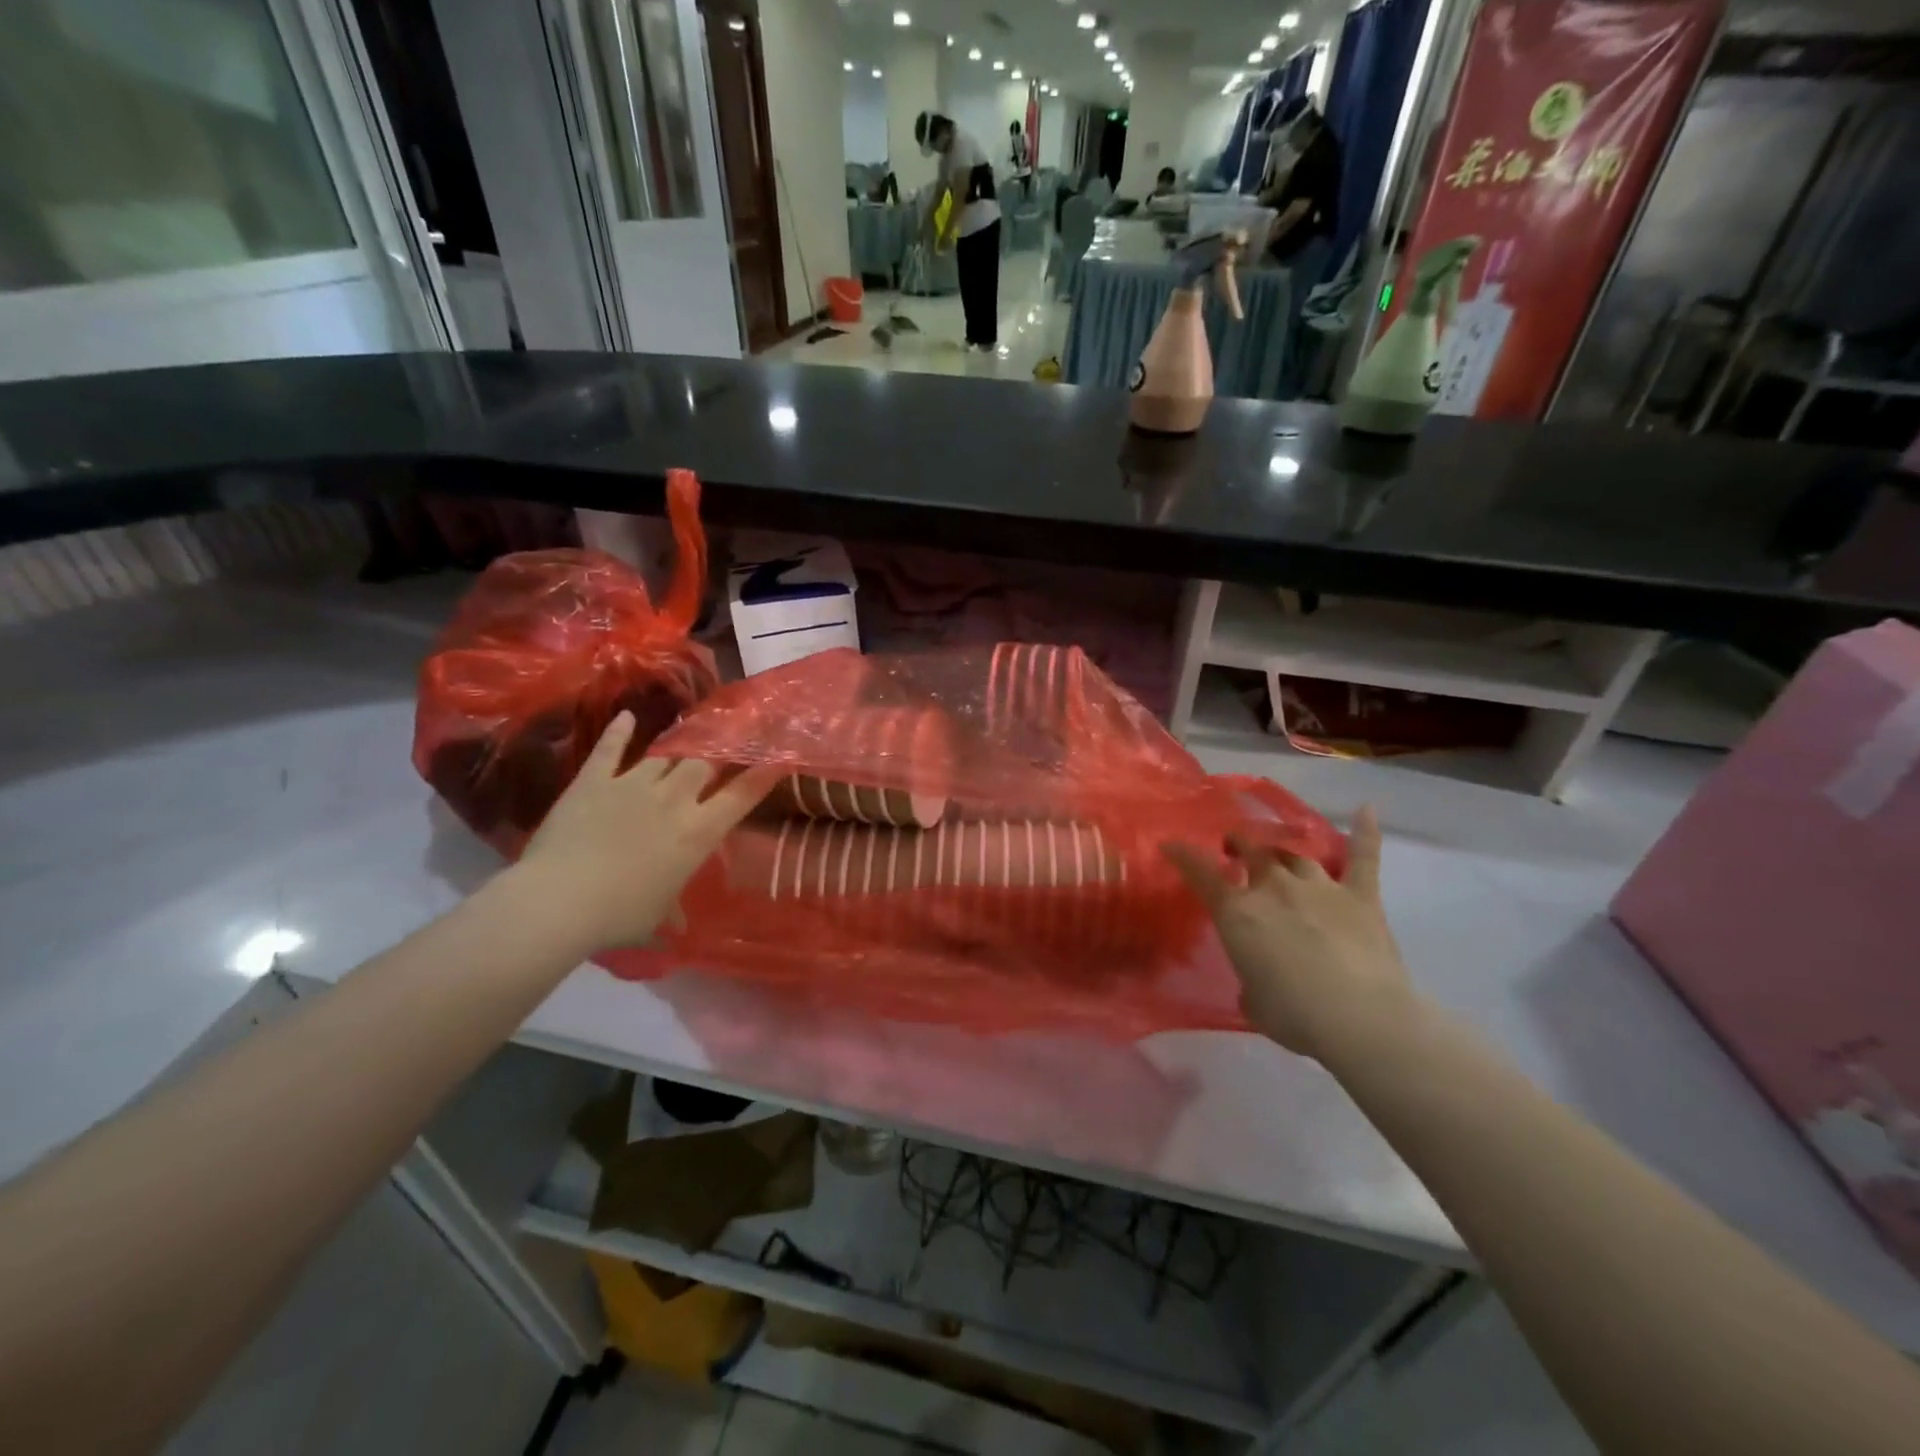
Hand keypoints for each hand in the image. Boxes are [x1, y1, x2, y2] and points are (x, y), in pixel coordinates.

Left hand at [515, 712, 781, 950]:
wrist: (560, 900)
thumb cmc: (620, 914)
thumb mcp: (659, 913)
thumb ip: (674, 903)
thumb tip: (679, 922)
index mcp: (699, 831)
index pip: (742, 795)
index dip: (763, 774)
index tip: (778, 758)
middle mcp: (674, 799)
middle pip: (704, 763)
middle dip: (714, 758)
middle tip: (717, 755)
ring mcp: (632, 784)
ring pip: (663, 755)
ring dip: (673, 753)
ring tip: (680, 744)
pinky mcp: (594, 780)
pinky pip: (610, 749)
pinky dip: (619, 733)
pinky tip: (626, 717)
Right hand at [1163, 807, 1414, 1059]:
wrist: (1361, 1018)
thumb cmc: (1295, 1015)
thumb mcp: (1253, 1001)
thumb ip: (1250, 980)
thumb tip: (1258, 982)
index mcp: (1238, 912)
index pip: (1201, 873)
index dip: (1183, 855)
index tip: (1171, 844)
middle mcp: (1274, 888)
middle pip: (1253, 852)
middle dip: (1239, 845)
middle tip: (1234, 847)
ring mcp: (1320, 887)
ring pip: (1296, 856)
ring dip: (1283, 854)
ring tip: (1277, 853)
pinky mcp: (1361, 896)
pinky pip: (1363, 858)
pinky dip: (1365, 833)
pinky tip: (1366, 810)